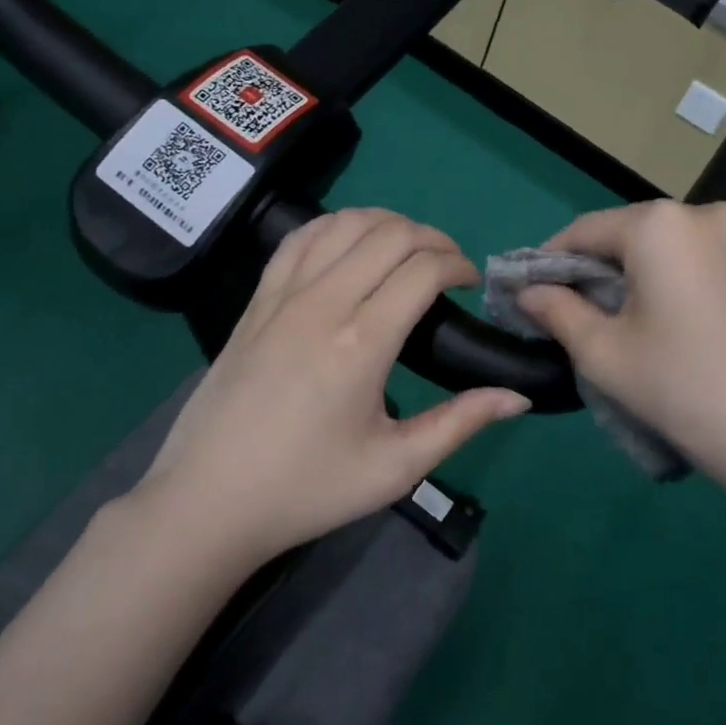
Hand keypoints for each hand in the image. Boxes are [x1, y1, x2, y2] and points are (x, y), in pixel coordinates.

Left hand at [137, 208, 529, 565]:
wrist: (208, 501)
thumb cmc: (307, 489)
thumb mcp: (395, 467)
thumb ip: (460, 423)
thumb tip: (517, 396)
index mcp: (362, 342)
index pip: (422, 269)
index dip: (457, 265)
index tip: (471, 284)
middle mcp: (323, 303)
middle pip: (389, 234)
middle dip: (432, 238)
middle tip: (449, 267)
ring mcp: (282, 296)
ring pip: (343, 223)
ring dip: (386, 223)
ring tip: (406, 249)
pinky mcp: (256, 300)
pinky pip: (299, 238)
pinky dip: (334, 226)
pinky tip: (348, 244)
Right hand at [516, 200, 725, 504]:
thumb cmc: (683, 389)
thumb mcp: (603, 352)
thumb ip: (556, 310)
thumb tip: (527, 291)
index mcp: (659, 225)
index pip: (583, 230)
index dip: (548, 262)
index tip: (526, 296)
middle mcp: (703, 214)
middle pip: (624, 235)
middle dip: (590, 271)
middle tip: (566, 315)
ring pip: (660, 249)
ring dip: (628, 277)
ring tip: (611, 324)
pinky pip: (694, 261)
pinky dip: (665, 282)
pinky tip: (659, 324)